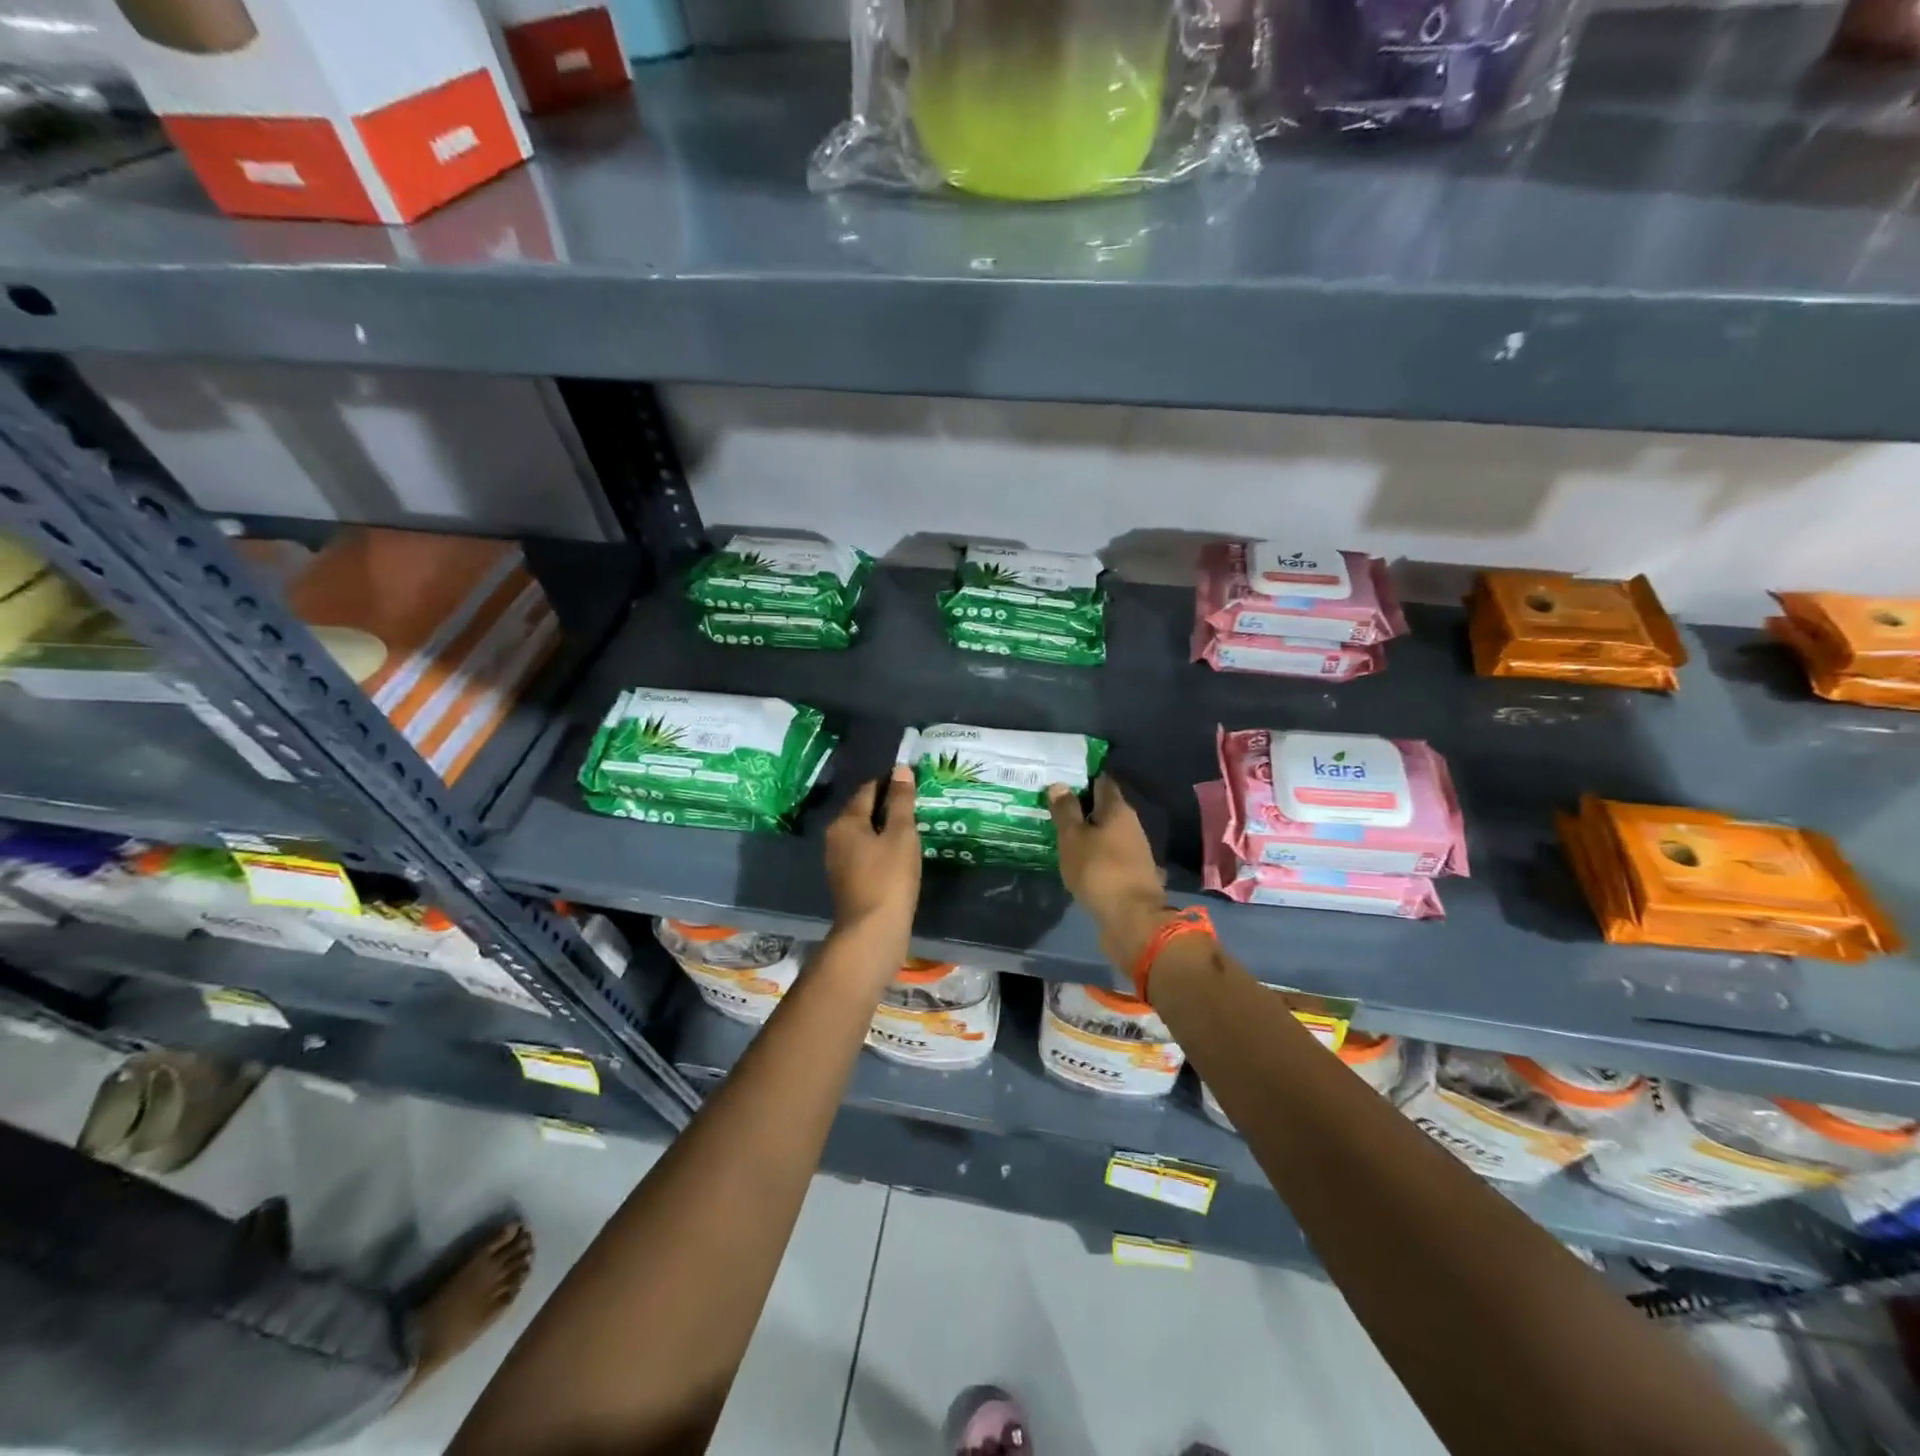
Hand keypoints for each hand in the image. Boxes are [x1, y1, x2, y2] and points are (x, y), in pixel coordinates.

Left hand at [824, 767, 921, 952]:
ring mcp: (838, 861)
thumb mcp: (901, 835)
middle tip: (917, 803)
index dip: (890, 782)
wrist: (872, 932)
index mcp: (846, 821)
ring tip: (913, 826)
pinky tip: (900, 853)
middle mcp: (835, 837)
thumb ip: (901, 801)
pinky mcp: (847, 881)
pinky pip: (865, 853)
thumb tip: (900, 769)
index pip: (868, 789)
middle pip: (863, 811)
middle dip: (887, 805)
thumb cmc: (889, 878)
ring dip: (885, 828)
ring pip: (864, 834)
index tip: (913, 780)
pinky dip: (881, 848)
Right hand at [1049, 775, 1173, 970]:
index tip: (1061, 779)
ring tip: (1061, 834)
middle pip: (1105, 808)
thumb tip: (1060, 784)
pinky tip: (1078, 859)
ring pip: (1107, 832)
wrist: (1132, 919)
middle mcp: (1131, 825)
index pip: (1102, 782)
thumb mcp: (1073, 838)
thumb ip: (1066, 811)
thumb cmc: (1099, 870)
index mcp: (1118, 810)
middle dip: (1082, 807)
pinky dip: (1094, 852)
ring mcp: (1134, 851)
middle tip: (1054, 807)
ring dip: (1088, 832)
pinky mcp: (1131, 873)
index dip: (1083, 778)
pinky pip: (1109, 854)